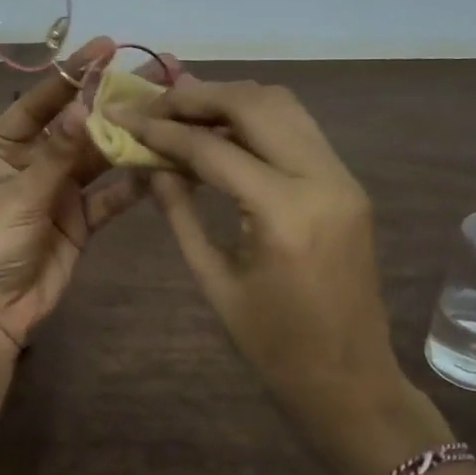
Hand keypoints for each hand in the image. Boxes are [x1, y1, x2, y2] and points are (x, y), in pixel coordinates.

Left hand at [0, 38, 168, 354]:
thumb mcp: (19, 194)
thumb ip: (57, 154)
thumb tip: (86, 107)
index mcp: (4, 144)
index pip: (42, 99)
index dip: (74, 73)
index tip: (108, 47)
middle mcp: (34, 159)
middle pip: (80, 124)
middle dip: (115, 101)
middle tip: (159, 73)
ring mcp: (60, 189)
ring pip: (101, 156)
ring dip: (132, 138)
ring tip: (172, 112)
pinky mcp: (81, 219)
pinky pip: (111, 194)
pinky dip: (135, 181)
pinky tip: (167, 164)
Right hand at [111, 78, 451, 474]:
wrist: (350, 378)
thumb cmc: (273, 345)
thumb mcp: (213, 280)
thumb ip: (179, 212)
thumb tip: (150, 163)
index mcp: (284, 213)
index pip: (213, 149)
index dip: (163, 130)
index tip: (125, 117)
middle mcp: (322, 179)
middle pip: (254, 105)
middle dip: (198, 96)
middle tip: (154, 104)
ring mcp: (343, 177)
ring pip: (283, 105)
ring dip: (230, 99)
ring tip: (184, 110)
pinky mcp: (348, 182)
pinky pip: (299, 128)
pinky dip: (256, 118)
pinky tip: (222, 132)